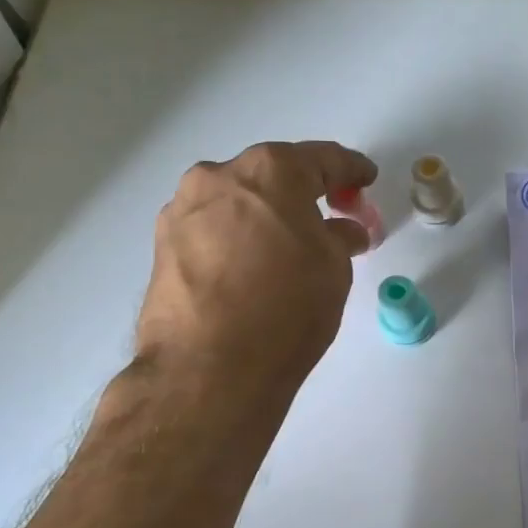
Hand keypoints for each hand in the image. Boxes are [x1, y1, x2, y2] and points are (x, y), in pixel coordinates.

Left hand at [134, 141, 377, 388]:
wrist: (209, 367)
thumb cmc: (287, 308)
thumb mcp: (334, 269)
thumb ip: (340, 237)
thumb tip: (342, 231)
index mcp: (271, 171)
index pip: (322, 159)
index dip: (351, 169)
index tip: (366, 178)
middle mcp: (219, 176)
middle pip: (272, 175)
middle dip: (303, 193)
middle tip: (330, 217)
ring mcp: (183, 210)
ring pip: (236, 202)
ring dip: (265, 215)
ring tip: (287, 247)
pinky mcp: (162, 245)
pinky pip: (213, 229)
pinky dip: (237, 238)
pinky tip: (251, 267)